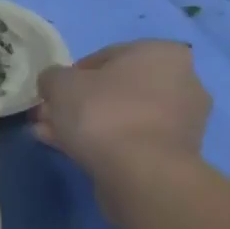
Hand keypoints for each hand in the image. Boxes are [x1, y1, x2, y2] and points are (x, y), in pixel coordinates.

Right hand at [34, 41, 210, 170]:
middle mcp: (181, 82)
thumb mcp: (60, 83)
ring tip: (50, 136)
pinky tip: (69, 151)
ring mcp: (181, 122)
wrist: (141, 175)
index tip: (53, 92)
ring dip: (84, 124)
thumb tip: (54, 83)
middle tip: (48, 116)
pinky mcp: (174, 155)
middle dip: (77, 102)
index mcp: (161, 54)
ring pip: (120, 116)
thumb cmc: (104, 113)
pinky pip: (130, 139)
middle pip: (114, 89)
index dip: (72, 74)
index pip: (106, 56)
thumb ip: (53, 77)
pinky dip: (102, 142)